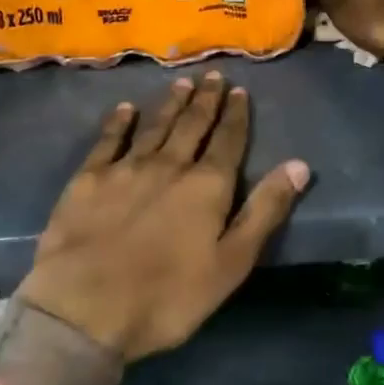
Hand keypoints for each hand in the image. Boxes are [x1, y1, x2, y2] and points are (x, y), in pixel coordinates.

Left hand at [18, 72, 309, 360]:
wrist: (84, 308)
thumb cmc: (167, 297)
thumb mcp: (231, 264)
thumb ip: (264, 211)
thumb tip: (299, 165)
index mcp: (206, 186)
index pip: (228, 141)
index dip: (236, 115)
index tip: (239, 91)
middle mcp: (169, 165)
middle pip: (192, 125)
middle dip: (206, 100)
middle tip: (213, 76)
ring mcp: (126, 168)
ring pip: (155, 126)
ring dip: (171, 104)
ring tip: (182, 83)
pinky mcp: (88, 179)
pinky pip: (108, 140)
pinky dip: (119, 122)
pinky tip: (125, 109)